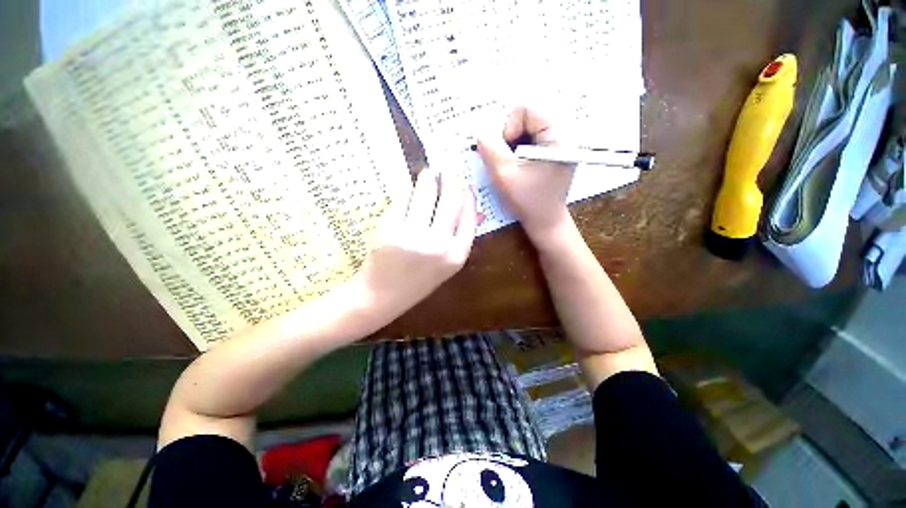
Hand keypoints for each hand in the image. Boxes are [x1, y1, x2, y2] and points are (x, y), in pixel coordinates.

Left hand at [350, 168, 477, 326]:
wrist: (382, 296)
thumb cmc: (418, 281)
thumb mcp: (446, 265)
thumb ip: (461, 237)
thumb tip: (475, 209)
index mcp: (457, 255)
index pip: (470, 214)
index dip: (468, 194)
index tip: (465, 184)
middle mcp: (439, 245)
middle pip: (451, 198)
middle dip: (452, 178)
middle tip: (449, 169)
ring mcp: (413, 236)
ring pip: (427, 192)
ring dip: (429, 178)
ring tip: (429, 173)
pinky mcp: (390, 228)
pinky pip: (404, 198)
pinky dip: (409, 190)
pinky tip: (410, 190)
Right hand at [476, 106, 575, 239]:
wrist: (545, 221)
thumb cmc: (527, 201)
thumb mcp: (504, 174)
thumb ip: (489, 148)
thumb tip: (481, 131)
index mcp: (559, 135)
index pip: (525, 109)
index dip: (507, 128)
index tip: (506, 153)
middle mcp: (564, 132)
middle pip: (526, 117)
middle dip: (509, 137)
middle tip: (507, 160)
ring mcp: (560, 142)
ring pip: (526, 128)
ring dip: (512, 145)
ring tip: (512, 165)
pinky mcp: (554, 150)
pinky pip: (530, 138)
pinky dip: (518, 150)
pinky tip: (518, 166)